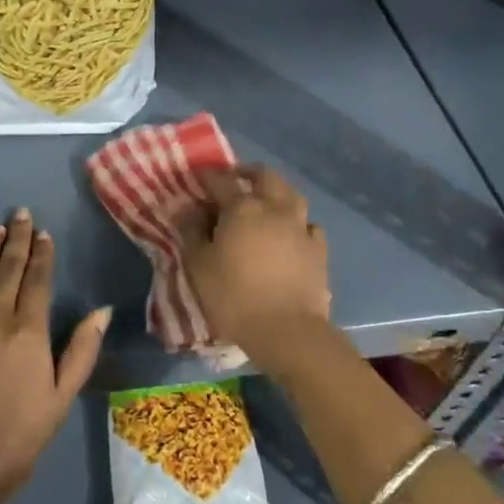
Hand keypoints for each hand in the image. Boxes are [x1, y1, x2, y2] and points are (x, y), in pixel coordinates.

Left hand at [0, 209, 108, 503]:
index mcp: (29, 333)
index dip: (42, 255)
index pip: (37, 281)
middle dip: (16, 240)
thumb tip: (102, 310)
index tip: (43, 233)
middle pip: (8, 271)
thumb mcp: (63, 396)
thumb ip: (82, 350)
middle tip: (19, 214)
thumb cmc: (20, 435)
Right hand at [175, 165, 331, 365]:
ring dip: (277, 192)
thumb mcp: (199, 266)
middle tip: (235, 179)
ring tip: (266, 201)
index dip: (208, 175)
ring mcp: (301, 227)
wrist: (286, 330)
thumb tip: (185, 208)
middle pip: (265, 176)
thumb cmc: (234, 297)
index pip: (222, 180)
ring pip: (292, 195)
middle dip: (248, 173)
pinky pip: (309, 225)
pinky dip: (298, 223)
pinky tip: (292, 233)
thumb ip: (191, 232)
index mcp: (243, 208)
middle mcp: (275, 208)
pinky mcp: (318, 249)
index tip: (198, 176)